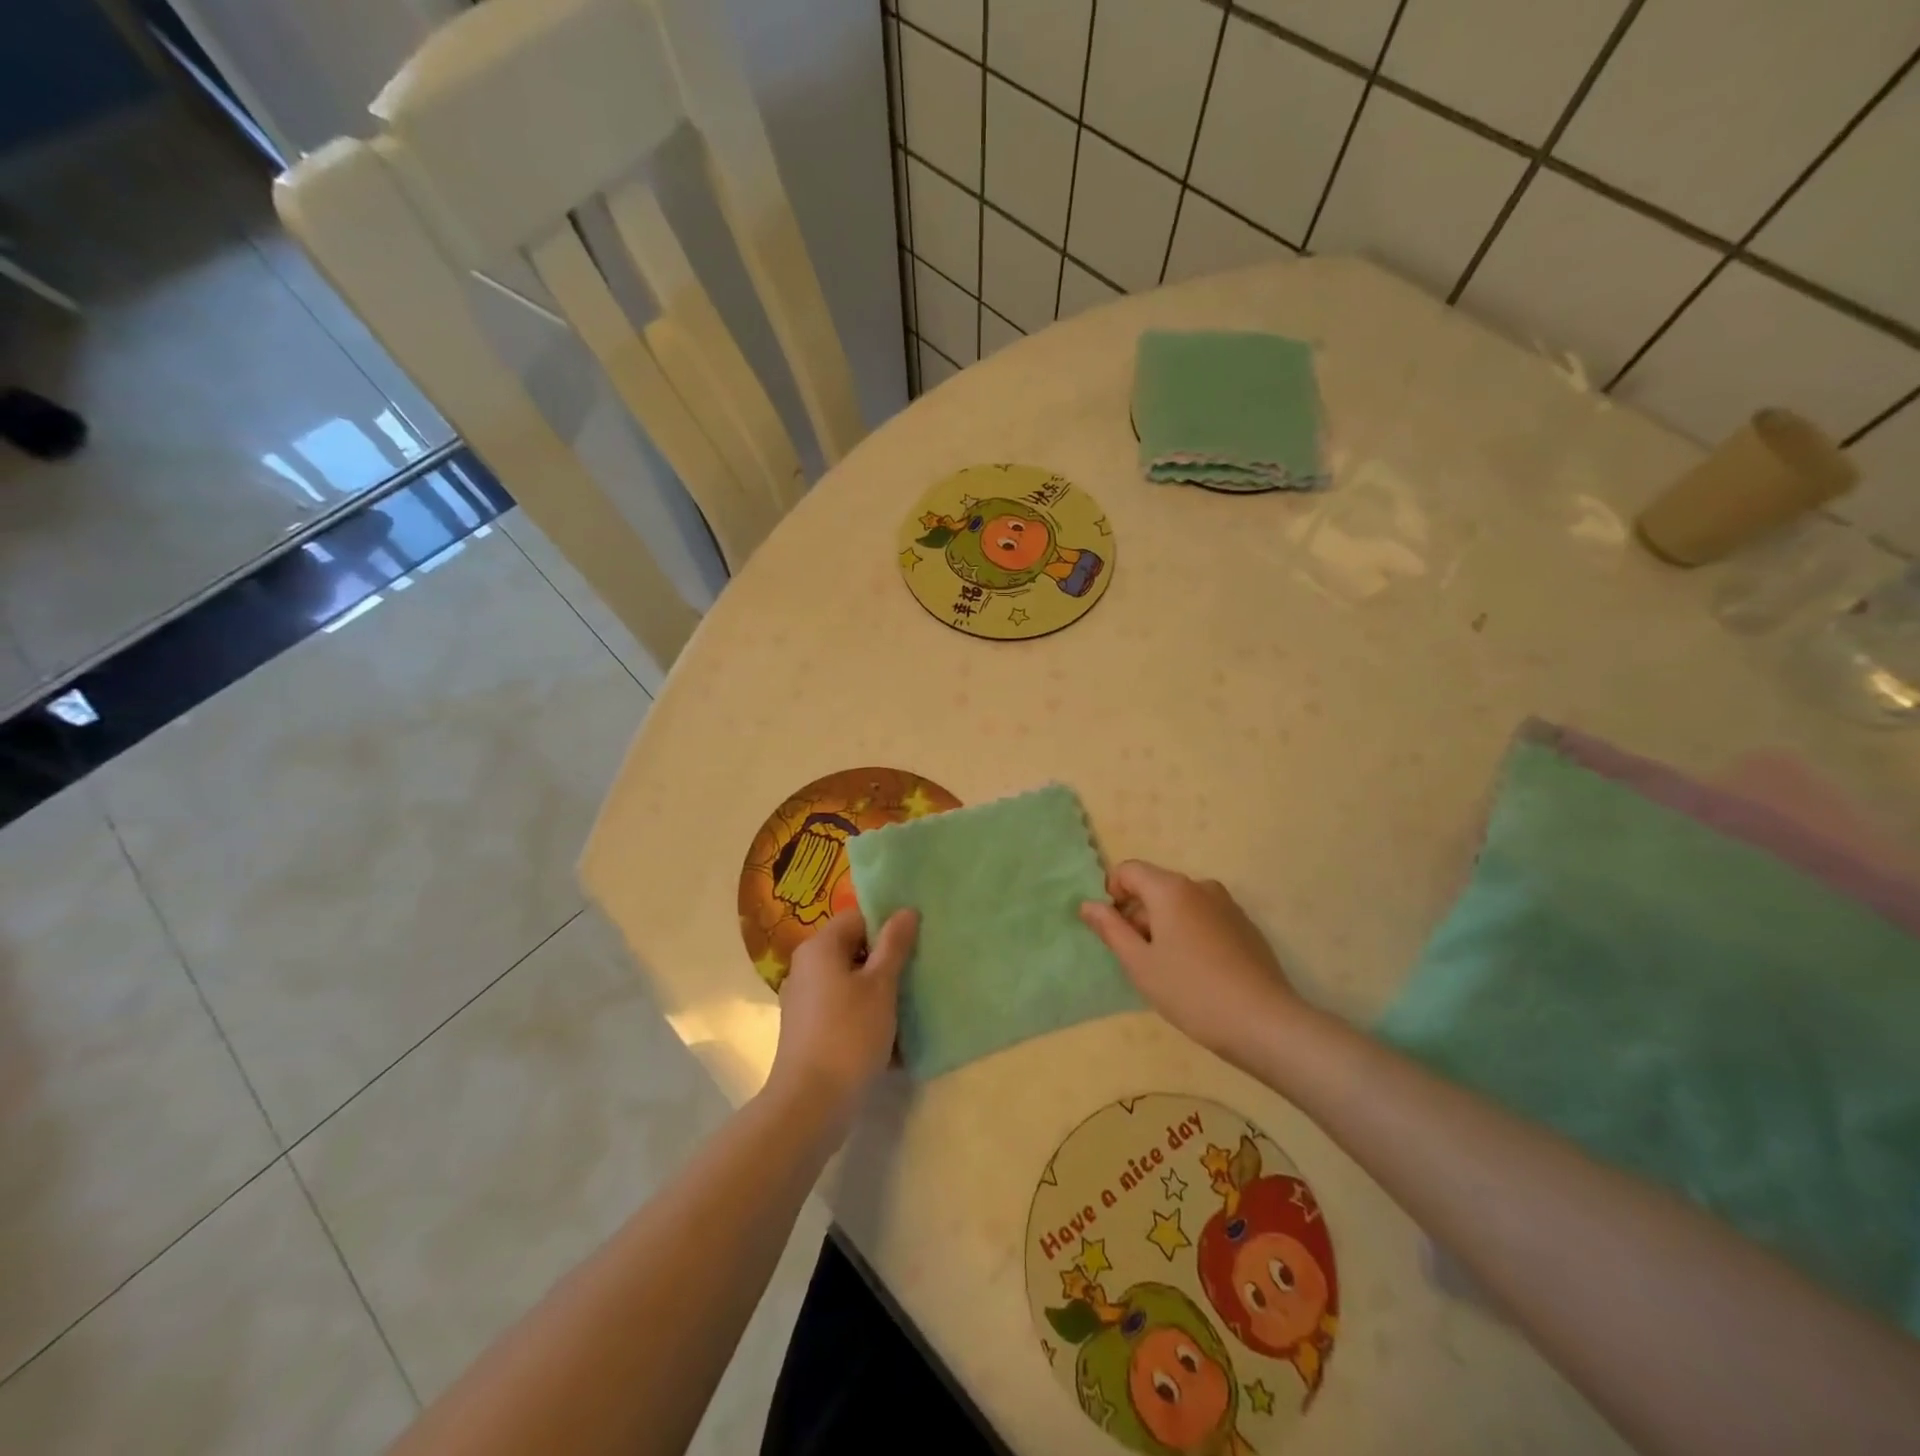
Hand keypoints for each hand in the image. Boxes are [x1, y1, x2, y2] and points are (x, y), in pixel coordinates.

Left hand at [768, 907, 917, 1126]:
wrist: (810, 1104)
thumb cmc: (849, 1034)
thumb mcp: (880, 986)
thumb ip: (894, 945)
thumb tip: (906, 910)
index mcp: (820, 948)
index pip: (858, 918)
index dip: (887, 926)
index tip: (915, 945)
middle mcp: (806, 967)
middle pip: (853, 950)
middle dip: (886, 962)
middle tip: (917, 975)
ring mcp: (804, 1001)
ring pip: (850, 983)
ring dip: (879, 993)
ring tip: (910, 1007)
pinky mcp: (808, 1030)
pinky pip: (843, 1010)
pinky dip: (865, 1017)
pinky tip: (891, 1038)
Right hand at [1080, 861, 1300, 1063]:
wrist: (1264, 1022)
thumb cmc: (1191, 991)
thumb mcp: (1139, 964)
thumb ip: (1110, 929)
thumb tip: (1087, 904)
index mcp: (1171, 889)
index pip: (1129, 870)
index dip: (1113, 894)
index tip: (1115, 931)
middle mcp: (1200, 886)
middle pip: (1155, 887)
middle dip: (1139, 915)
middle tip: (1140, 960)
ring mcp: (1227, 905)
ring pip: (1181, 904)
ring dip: (1165, 926)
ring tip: (1170, 970)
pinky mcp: (1245, 926)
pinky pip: (1205, 918)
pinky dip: (1191, 934)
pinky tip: (1199, 973)